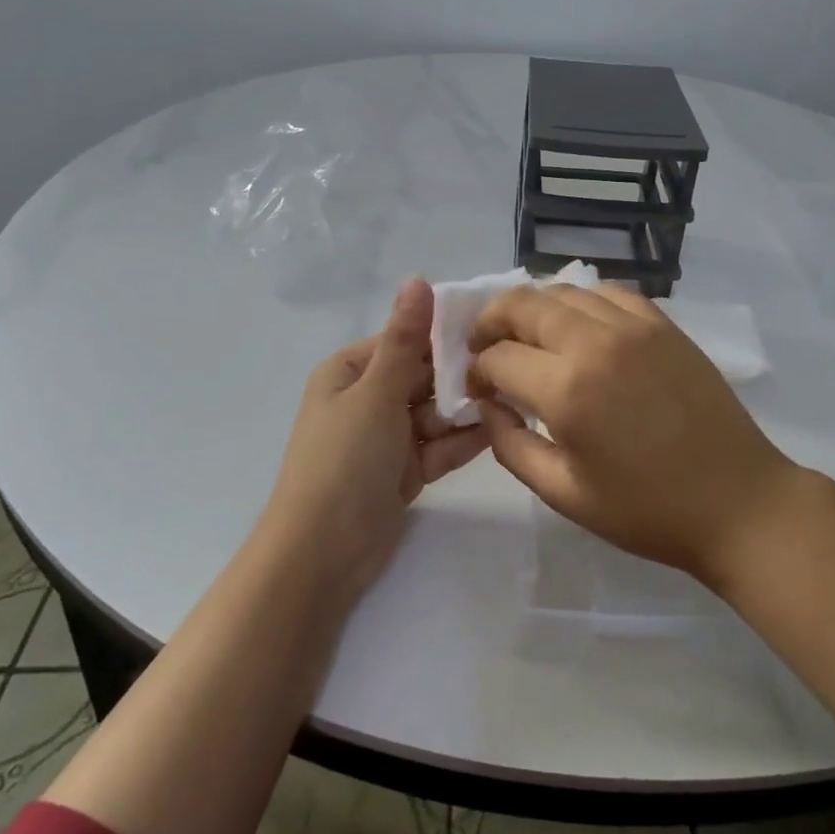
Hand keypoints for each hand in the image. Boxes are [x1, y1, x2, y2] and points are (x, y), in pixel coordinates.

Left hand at [262, 278, 487, 593]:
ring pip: (434, 412)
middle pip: (423, 377)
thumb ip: (405, 338)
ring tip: (513, 398)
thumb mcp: (376, 392)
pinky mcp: (402, 472)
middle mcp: (367, 399)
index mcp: (350, 372)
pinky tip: (498, 430)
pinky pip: (437, 446)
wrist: (321, 554)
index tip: (491, 331)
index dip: (444, 337)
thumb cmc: (344, 460)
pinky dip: (461, 440)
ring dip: (465, 409)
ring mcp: (385, 438)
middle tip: (511, 369)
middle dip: (460, 377)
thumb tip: (418, 279)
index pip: (404, 341)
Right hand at [468, 284, 795, 584]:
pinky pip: (608, 293)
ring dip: (533, 309)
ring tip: (529, 338)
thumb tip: (486, 404)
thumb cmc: (647, 510)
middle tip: (487, 349)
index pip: (498, 356)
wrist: (738, 502)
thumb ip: (510, 445)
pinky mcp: (663, 324)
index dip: (477, 371)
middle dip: (491, 322)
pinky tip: (580, 328)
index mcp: (567, 390)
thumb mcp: (564, 493)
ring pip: (563, 291)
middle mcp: (595, 342)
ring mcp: (633, 326)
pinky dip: (581, 303)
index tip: (478, 391)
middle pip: (522, 303)